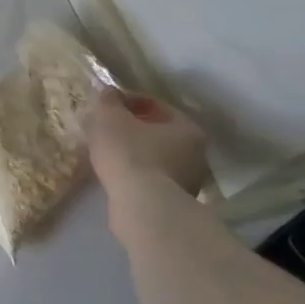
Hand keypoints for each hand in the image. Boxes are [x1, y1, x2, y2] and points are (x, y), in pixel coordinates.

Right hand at [83, 87, 209, 199]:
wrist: (142, 209)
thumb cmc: (130, 153)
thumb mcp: (109, 116)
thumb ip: (109, 100)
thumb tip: (111, 94)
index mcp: (188, 129)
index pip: (157, 105)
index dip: (129, 100)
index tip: (108, 105)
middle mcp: (197, 156)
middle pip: (159, 133)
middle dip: (133, 128)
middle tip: (107, 127)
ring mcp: (190, 184)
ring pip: (156, 157)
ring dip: (135, 152)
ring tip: (108, 152)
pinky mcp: (175, 205)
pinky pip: (152, 179)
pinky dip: (136, 174)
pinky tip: (116, 174)